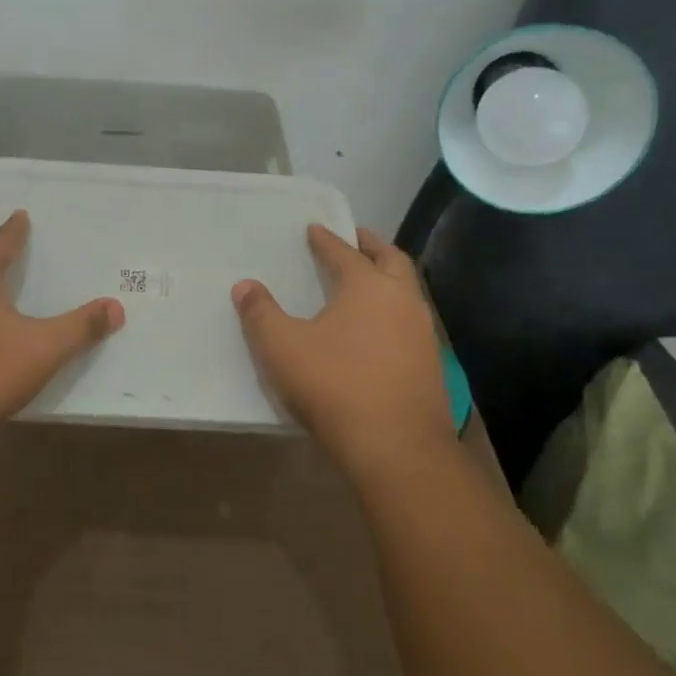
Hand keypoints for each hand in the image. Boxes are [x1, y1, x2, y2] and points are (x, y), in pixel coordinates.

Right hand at [232, 225, 452, 473]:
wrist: (397, 448)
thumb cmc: (335, 385)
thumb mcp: (282, 347)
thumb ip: (260, 313)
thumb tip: (244, 285)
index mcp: (367, 286)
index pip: (343, 252)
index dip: (326, 239)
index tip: (315, 228)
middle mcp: (401, 300)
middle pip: (390, 259)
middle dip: (370, 246)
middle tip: (354, 239)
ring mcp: (422, 332)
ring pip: (407, 290)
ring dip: (388, 277)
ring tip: (367, 281)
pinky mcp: (430, 364)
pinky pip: (411, 321)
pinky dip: (394, 311)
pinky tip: (379, 329)